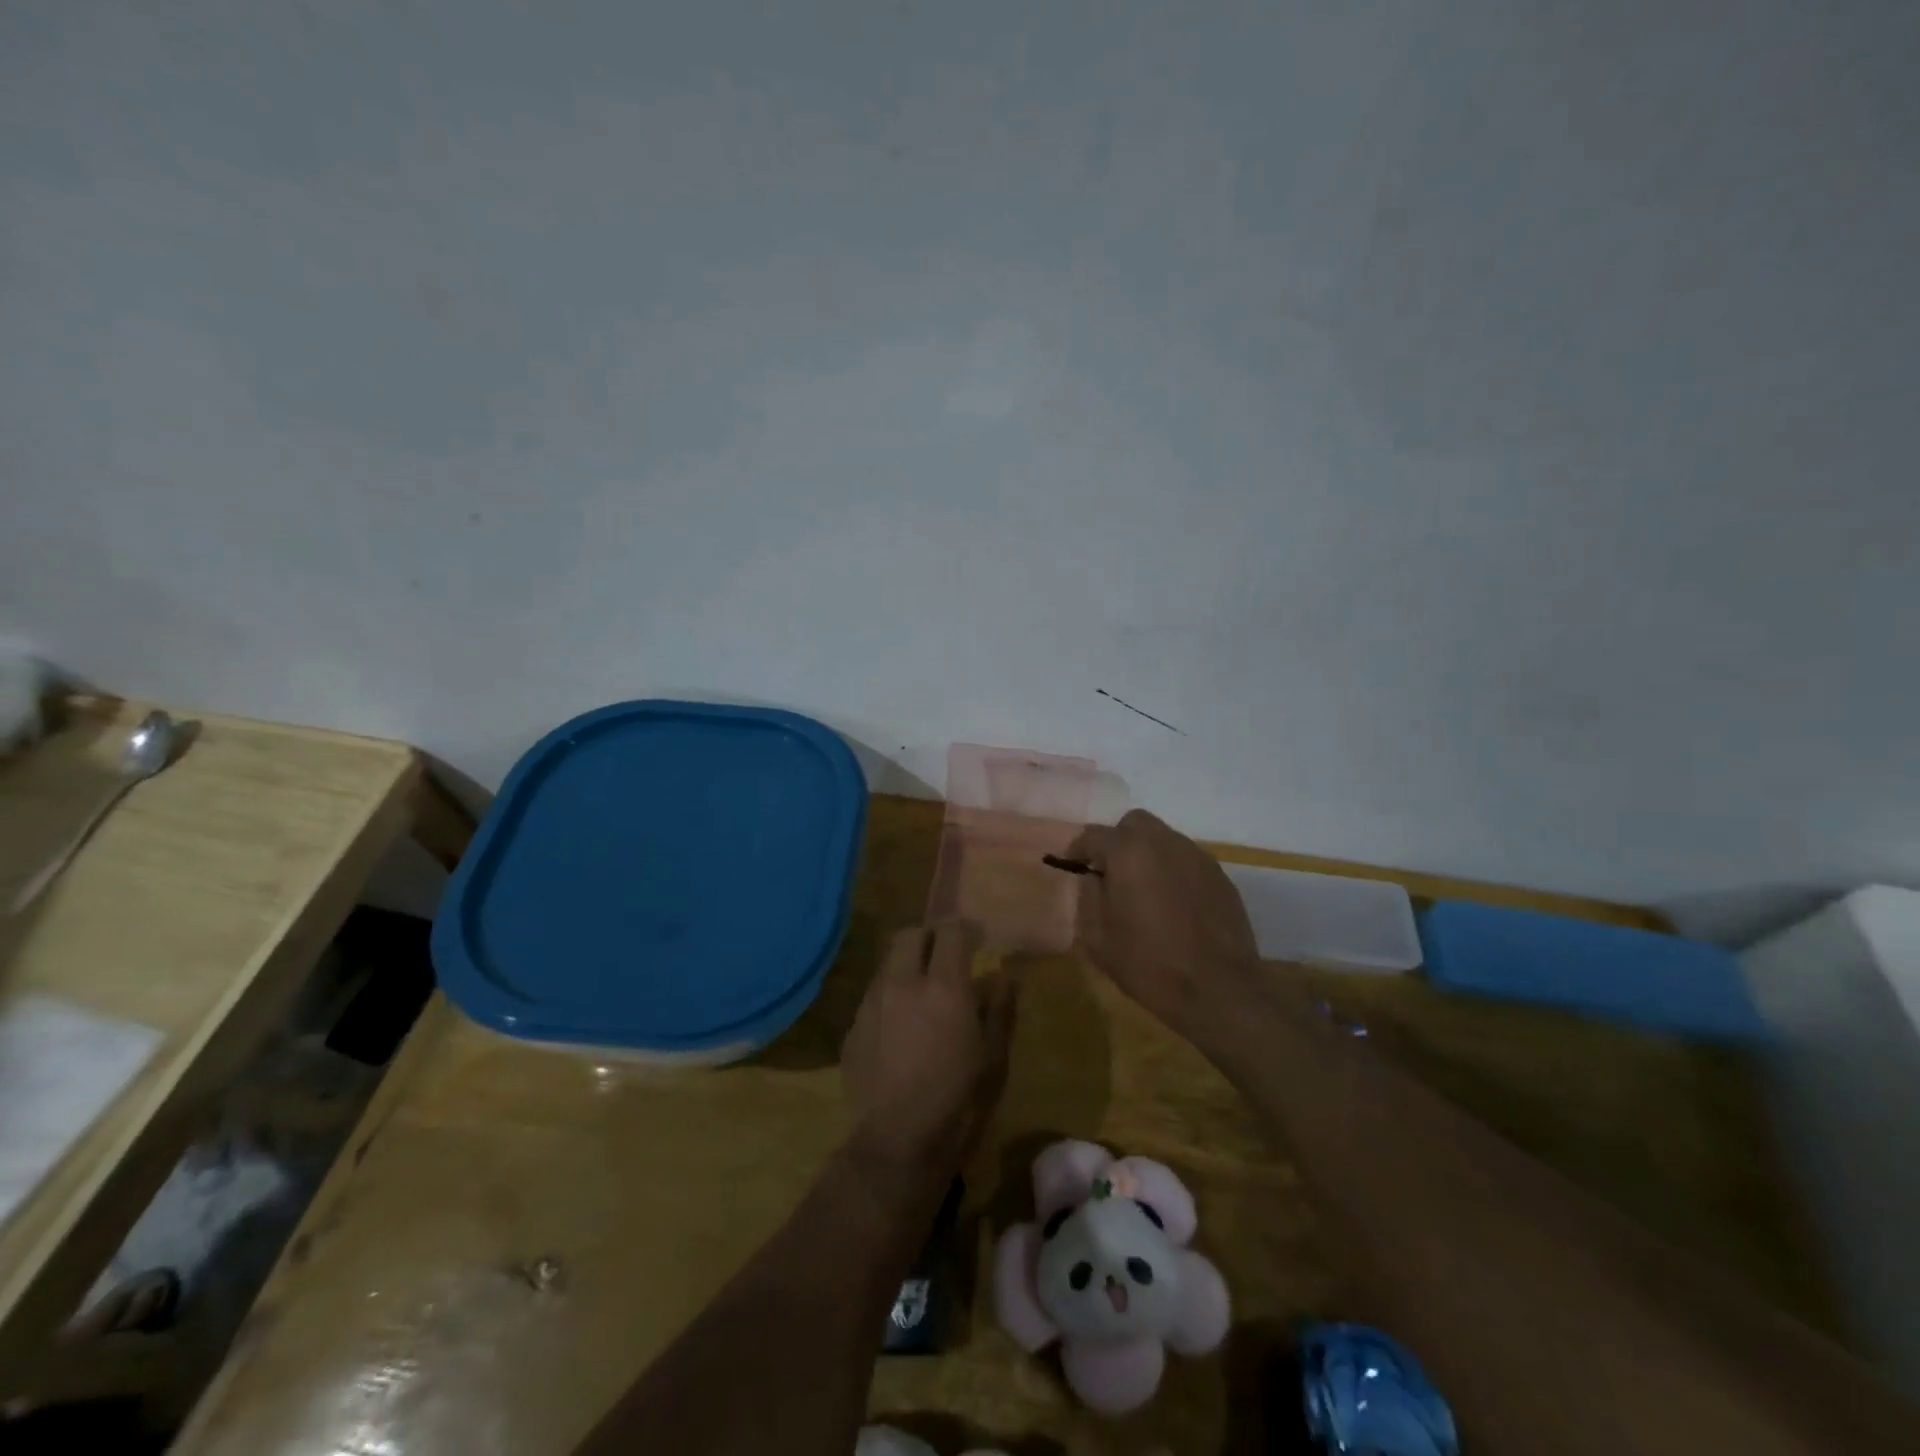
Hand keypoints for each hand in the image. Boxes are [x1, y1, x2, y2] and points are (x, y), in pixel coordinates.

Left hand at [841, 921, 1015, 1175]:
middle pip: (911, 935)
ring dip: (908, 965)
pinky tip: (901, 1025)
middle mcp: (902, 984)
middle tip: (946, 956)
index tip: (978, 940)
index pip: (951, 932)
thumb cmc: (958, 1101)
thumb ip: (999, 1008)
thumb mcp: (994, 1057)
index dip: (966, 929)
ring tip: (922, 991)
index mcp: (943, 987)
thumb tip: (1003, 976)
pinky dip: (890, 995)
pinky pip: (873, 995)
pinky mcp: (853, 1028)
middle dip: (930, 937)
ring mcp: (871, 1004)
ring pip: (888, 963)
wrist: (896, 1144)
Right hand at [1069, 809, 1262, 1045]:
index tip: (1073, 867)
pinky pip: (1187, 860)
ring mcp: (1197, 857)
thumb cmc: (1149, 965)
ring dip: (1147, 854)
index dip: (1078, 850)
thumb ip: (1088, 897)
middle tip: (1111, 873)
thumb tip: (1092, 877)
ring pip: (1163, 838)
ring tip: (1143, 890)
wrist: (1219, 991)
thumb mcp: (1098, 938)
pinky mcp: (1221, 876)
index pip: (1093, 835)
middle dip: (1117, 841)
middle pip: (1134, 823)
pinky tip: (1173, 904)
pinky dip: (1173, 871)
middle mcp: (1164, 843)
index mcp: (1129, 852)